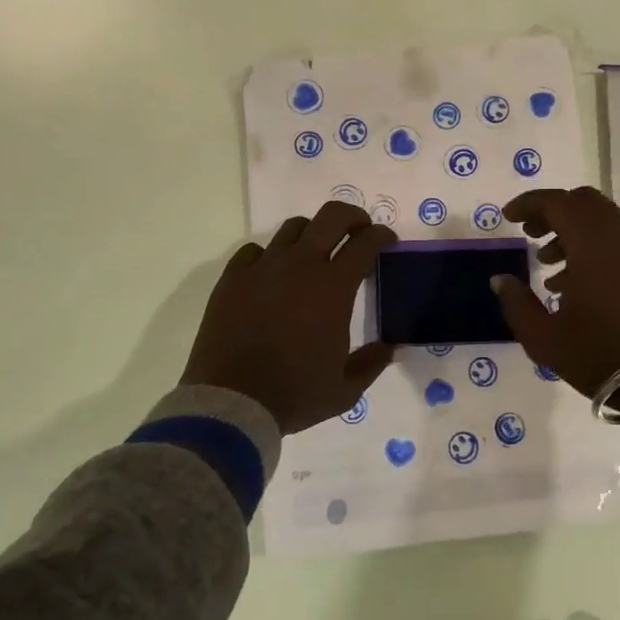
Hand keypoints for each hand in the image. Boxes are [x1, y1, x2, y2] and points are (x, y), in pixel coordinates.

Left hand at [181, 201, 396, 434]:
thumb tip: (387, 348)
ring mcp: (263, 267)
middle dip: (352, 216)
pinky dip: (269, 255)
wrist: (232, 403)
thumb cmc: (294, 394)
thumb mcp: (345, 390)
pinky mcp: (233, 278)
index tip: (387, 240)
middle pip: (332, 216)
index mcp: (333, 287)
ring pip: (293, 227)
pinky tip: (271, 274)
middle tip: (358, 231)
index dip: (382, 235)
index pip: (366, 242)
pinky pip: (254, 250)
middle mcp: (300, 265)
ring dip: (312, 233)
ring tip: (314, 253)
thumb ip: (372, 364)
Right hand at [491, 186, 619, 426]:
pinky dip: (592, 245)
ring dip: (572, 230)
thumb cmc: (600, 354)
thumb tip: (500, 279)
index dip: (529, 204)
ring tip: (547, 263)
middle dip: (552, 211)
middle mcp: (619, 237)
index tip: (508, 217)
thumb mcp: (545, 337)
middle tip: (530, 232)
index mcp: (592, 244)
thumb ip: (517, 303)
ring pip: (602, 220)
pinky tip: (574, 283)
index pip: (557, 203)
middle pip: (583, 202)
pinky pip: (617, 240)